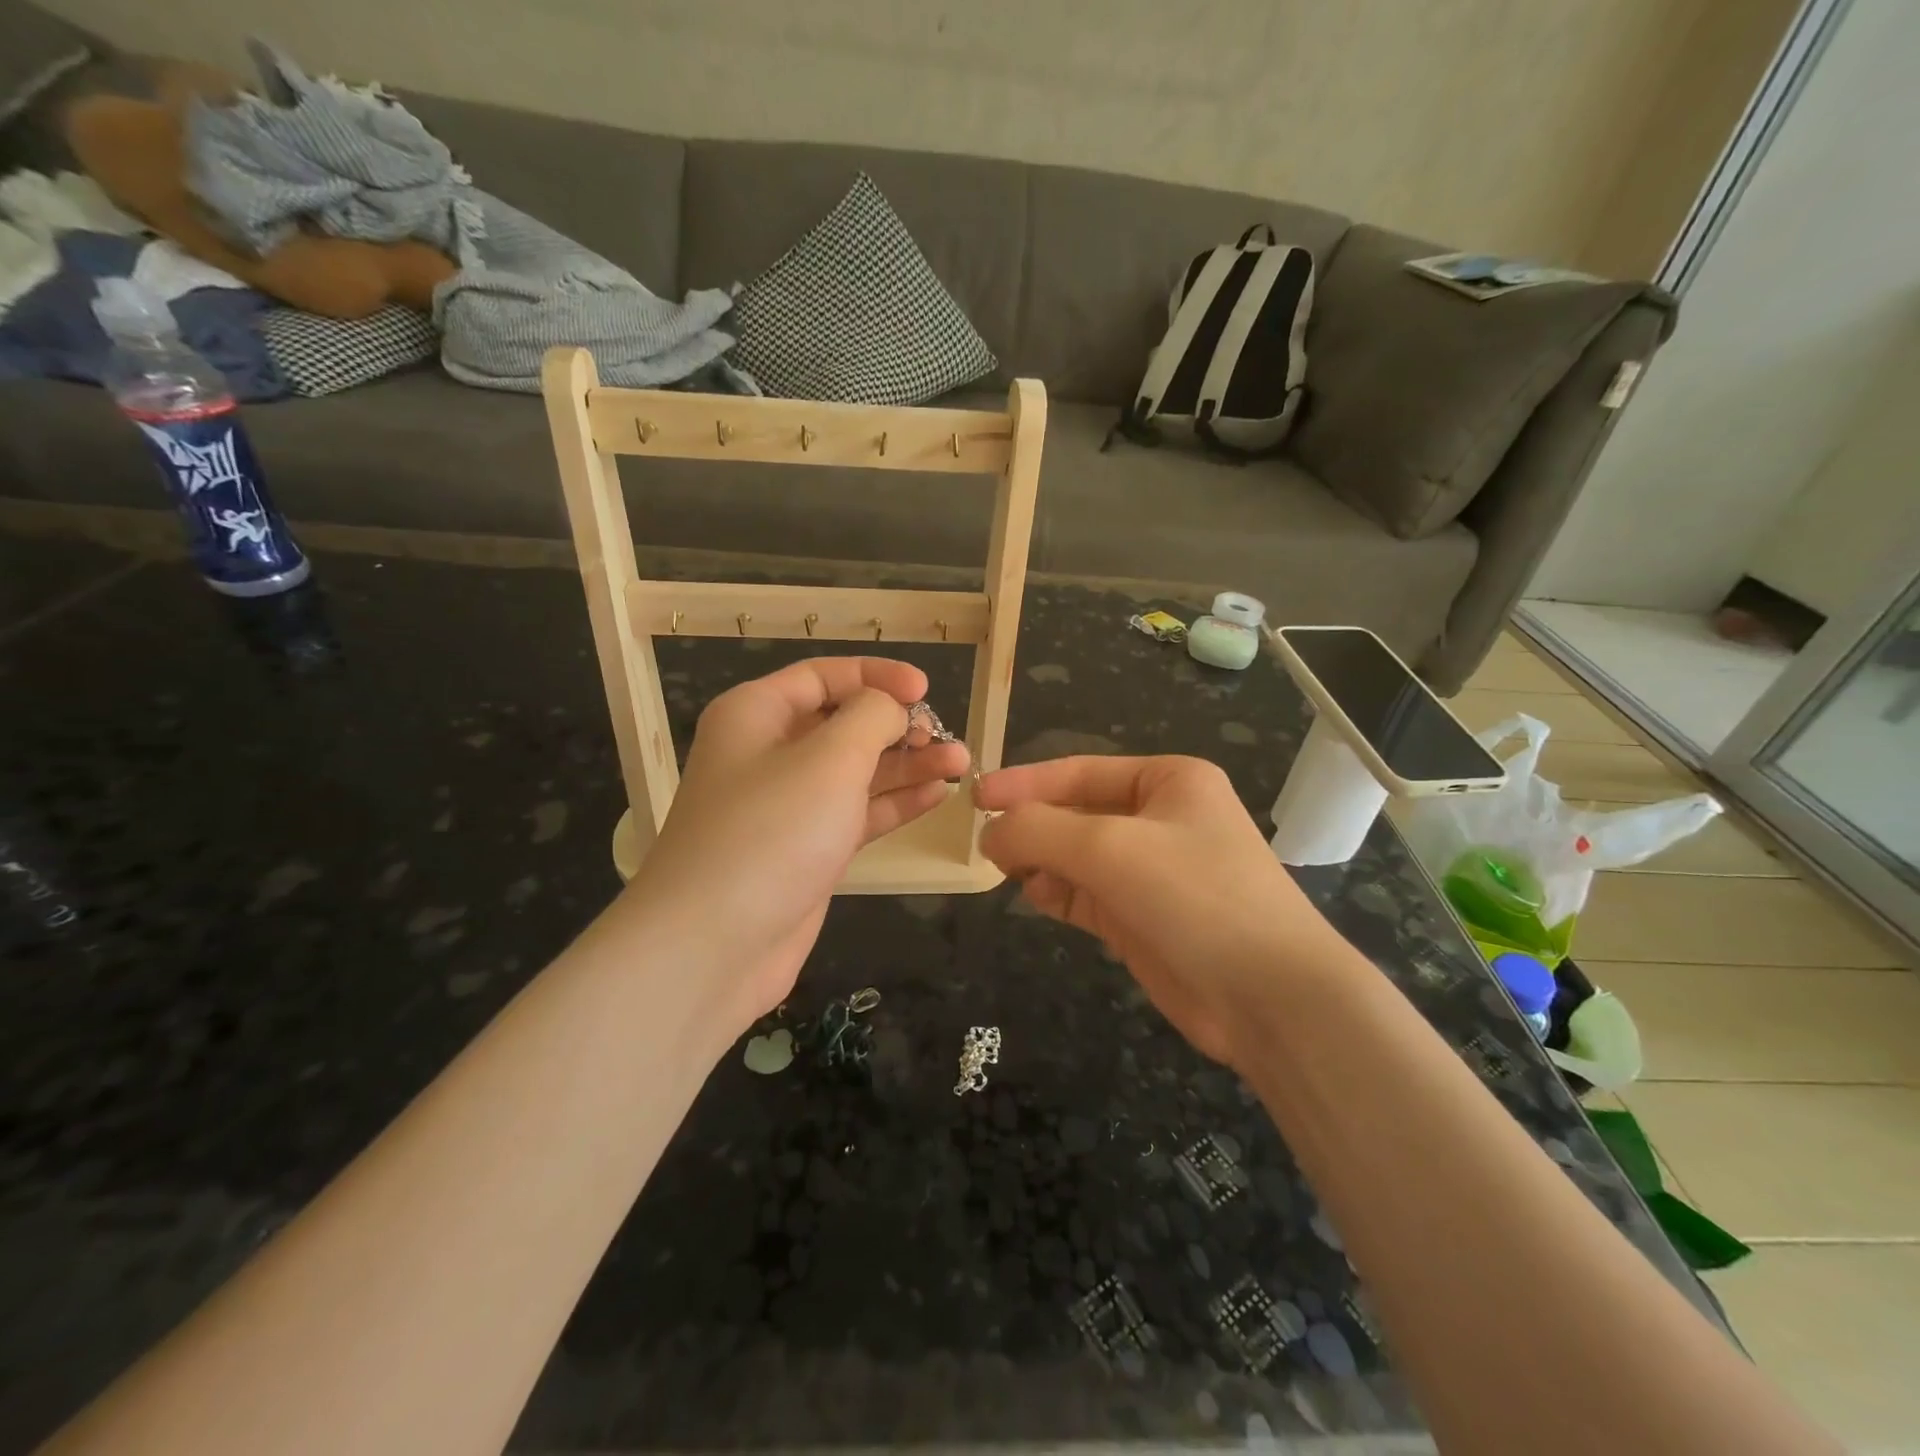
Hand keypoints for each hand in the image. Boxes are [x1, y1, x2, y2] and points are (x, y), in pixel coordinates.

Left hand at [623, 657, 967, 1038]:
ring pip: (856, 771)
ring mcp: (789, 806)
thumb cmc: (772, 832)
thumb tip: (891, 707)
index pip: (823, 676)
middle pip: (843, 723)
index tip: (925, 690)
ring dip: (907, 765)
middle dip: (898, 726)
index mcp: (756, 714)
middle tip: (945, 739)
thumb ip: (871, 717)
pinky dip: (895, 803)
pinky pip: (857, 813)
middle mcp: (769, 753)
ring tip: (961, 763)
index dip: (877, 677)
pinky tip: (938, 795)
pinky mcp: (807, 850)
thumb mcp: (830, 758)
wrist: (714, 946)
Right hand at [977, 755, 1350, 1070]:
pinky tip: (1037, 896)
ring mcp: (1152, 872)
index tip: (977, 796)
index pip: (1080, 772)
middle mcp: (1161, 820)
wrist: (1270, 998)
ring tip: (1012, 872)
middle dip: (1034, 826)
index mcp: (1169, 781)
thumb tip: (990, 832)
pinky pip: (1085, 894)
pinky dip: (1057, 893)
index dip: (1025, 782)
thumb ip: (1039, 830)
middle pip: (1076, 813)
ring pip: (1077, 856)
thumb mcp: (1109, 848)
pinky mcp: (1142, 918)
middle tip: (987, 844)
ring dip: (1042, 861)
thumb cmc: (1194, 896)